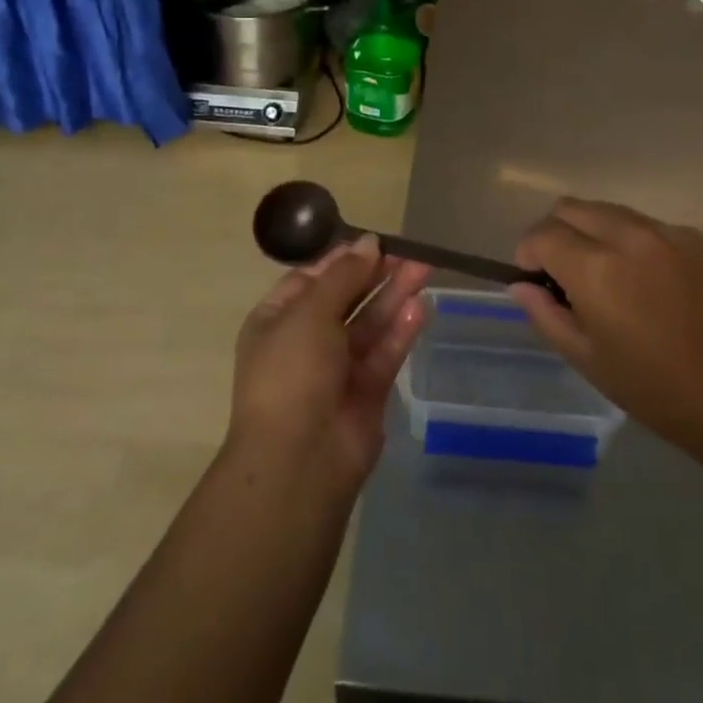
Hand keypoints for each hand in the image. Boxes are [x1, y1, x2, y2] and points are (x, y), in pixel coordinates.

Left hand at [228, 236, 430, 489]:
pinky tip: (421, 308)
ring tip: (425, 269)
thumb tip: (369, 242)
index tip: (374, 242)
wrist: (299, 460)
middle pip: (346, 298)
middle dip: (376, 275)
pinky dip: (401, 331)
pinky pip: (385, 353)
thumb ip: (344, 276)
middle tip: (410, 253)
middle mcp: (305, 341)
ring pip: (370, 323)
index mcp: (277, 320)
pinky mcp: (366, 392)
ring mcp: (337, 368)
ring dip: (395, 297)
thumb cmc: (292, 372)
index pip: (311, 278)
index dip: (343, 259)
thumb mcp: (310, 312)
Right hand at [510, 199, 702, 463]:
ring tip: (604, 273)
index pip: (542, 234)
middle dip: (555, 232)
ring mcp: (665, 232)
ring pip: (607, 210)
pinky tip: (644, 279)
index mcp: (596, 270)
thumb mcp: (586, 359)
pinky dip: (629, 239)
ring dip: (591, 231)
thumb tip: (520, 285)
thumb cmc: (653, 388)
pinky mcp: (693, 237)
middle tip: (562, 272)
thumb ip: (545, 314)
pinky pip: (643, 223)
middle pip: (570, 208)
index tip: (532, 276)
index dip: (528, 252)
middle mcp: (628, 237)